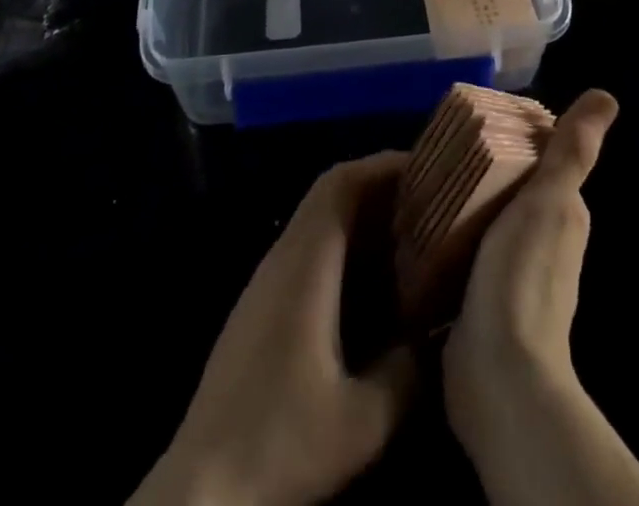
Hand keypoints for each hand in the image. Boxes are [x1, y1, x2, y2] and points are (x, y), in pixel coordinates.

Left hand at [129, 153, 417, 505]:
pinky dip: (346, 249)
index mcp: (304, 263)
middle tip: (430, 200)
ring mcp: (266, 282)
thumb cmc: (280, 443)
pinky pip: (310, 253)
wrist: (201, 489)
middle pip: (330, 195)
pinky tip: (373, 286)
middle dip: (380, 187)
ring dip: (363, 218)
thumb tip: (437, 334)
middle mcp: (282, 258)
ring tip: (412, 236)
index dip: (382, 164)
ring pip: (319, 223)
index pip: (340, 183)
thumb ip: (407, 372)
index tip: (427, 167)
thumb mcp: (362, 421)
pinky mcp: (261, 308)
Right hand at [444, 90, 614, 445]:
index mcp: (562, 216)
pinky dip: (443, 235)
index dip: (510, 137)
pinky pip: (459, 251)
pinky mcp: (477, 298)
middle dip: (477, 167)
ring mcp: (508, 273)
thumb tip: (606, 96)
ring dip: (457, 201)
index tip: (472, 121)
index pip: (536, 161)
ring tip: (419, 178)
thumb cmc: (523, 275)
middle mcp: (541, 242)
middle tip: (435, 146)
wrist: (499, 374)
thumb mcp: (548, 200)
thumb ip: (572, 151)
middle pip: (505, 188)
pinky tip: (416, 224)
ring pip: (480, 218)